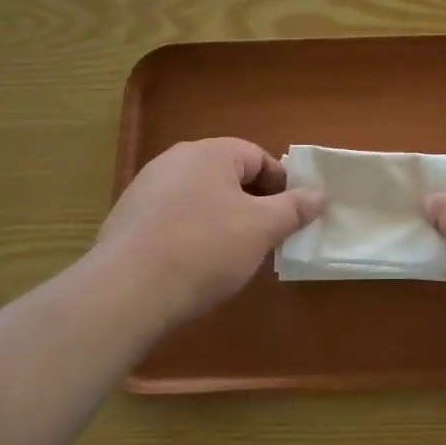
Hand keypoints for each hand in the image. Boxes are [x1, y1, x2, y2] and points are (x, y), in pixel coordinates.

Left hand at [93, 138, 322, 329]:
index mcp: (209, 153)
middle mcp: (174, 161)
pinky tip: (194, 265)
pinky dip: (191, 234)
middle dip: (252, 204)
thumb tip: (319, 195)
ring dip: (222, 220)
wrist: (126, 291)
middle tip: (266, 237)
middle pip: (227, 176)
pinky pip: (173, 219)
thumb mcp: (262, 229)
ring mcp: (145, 190)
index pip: (257, 157)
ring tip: (232, 255)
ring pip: (200, 198)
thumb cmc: (204, 248)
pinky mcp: (126, 220)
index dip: (281, 185)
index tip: (291, 217)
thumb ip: (295, 208)